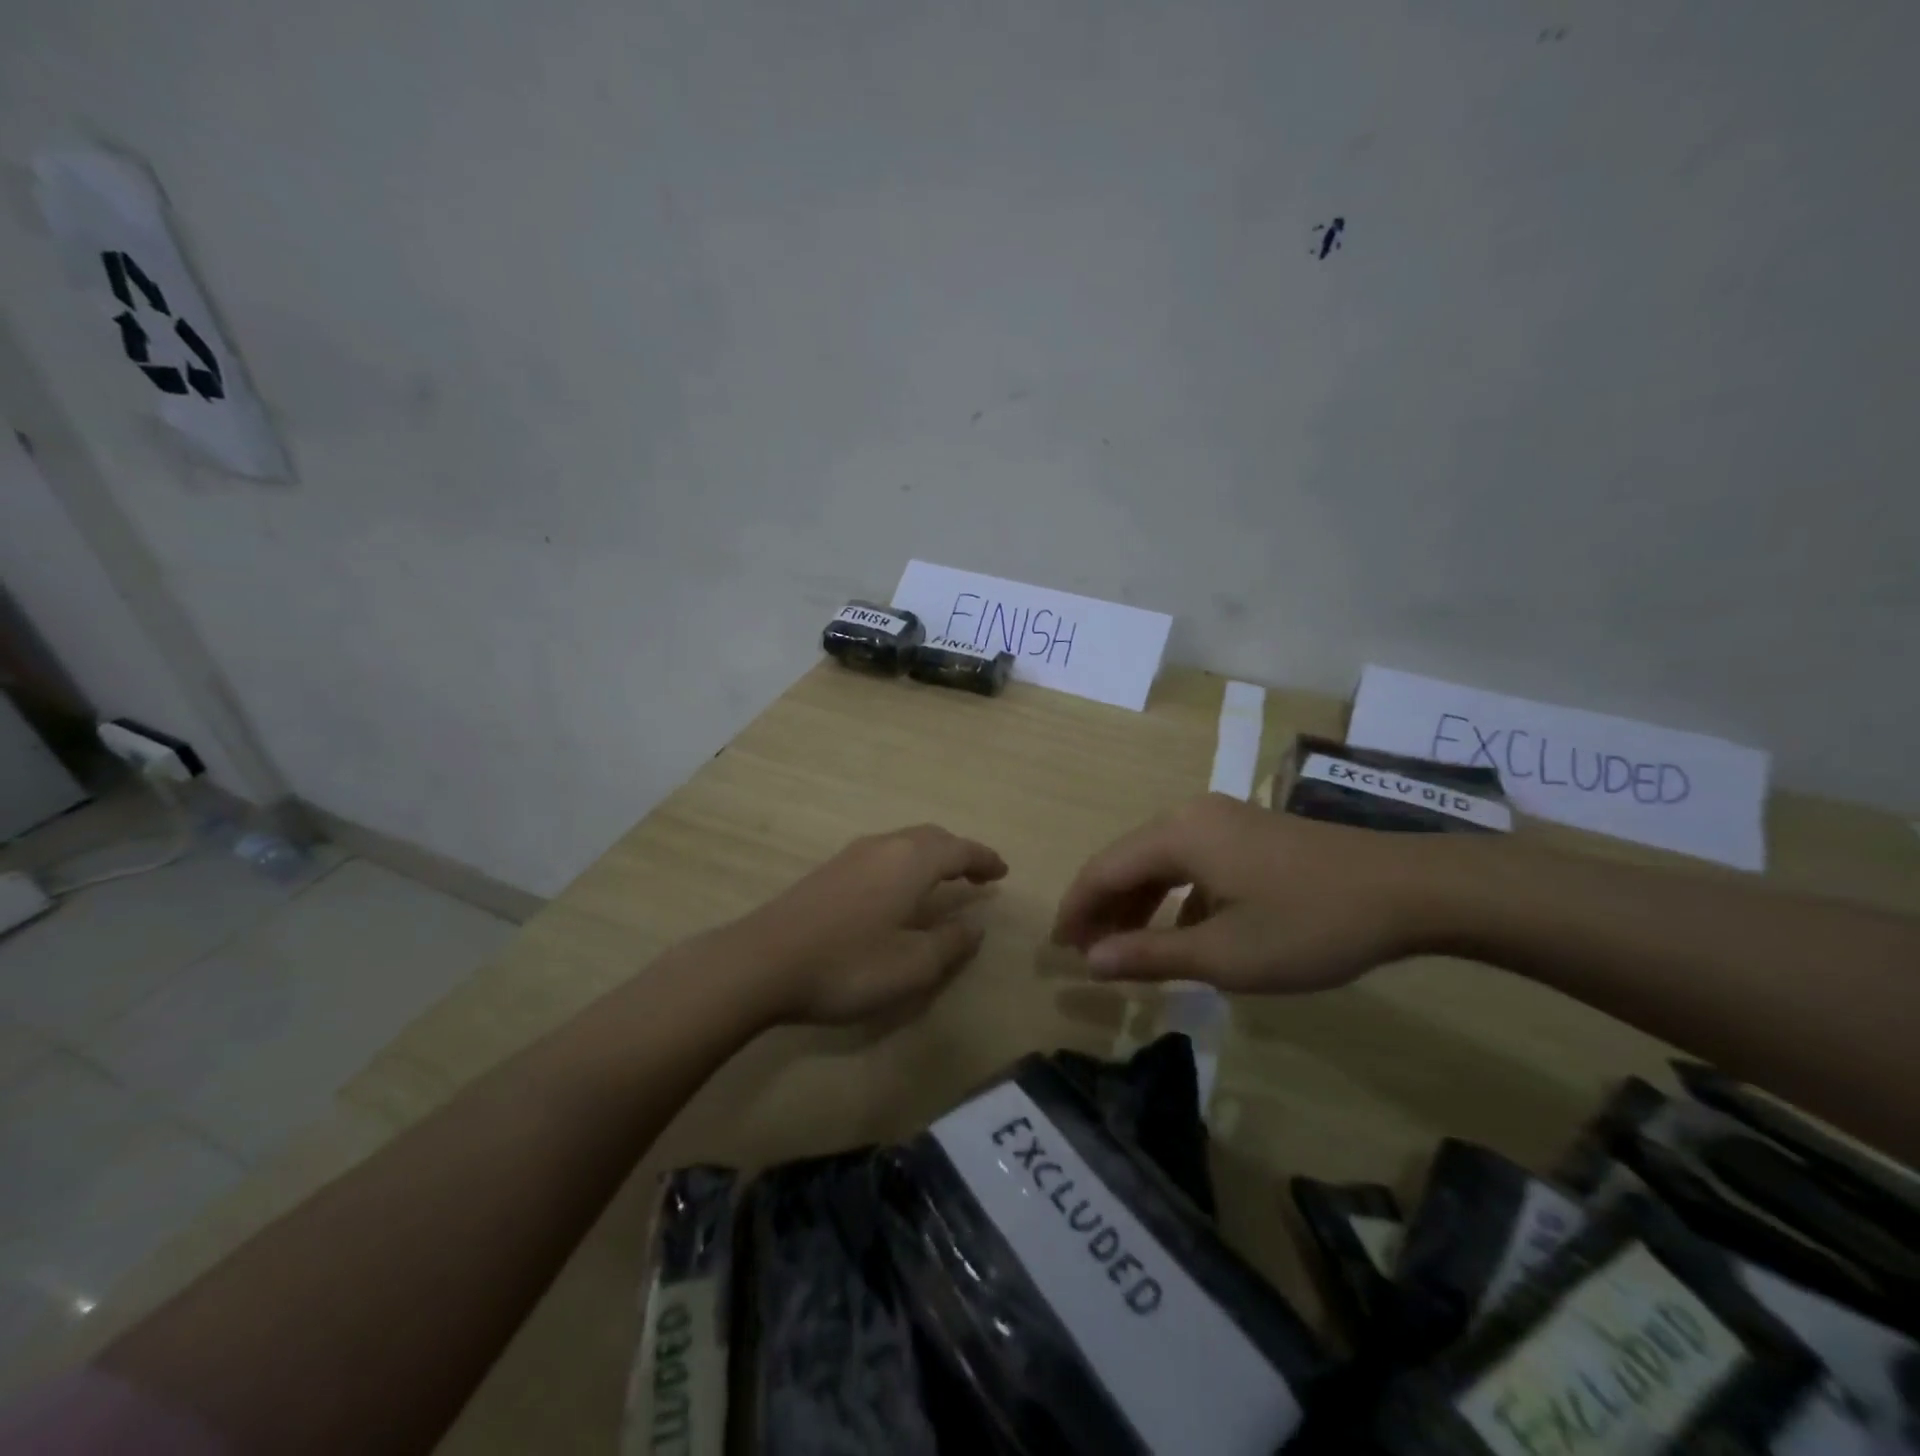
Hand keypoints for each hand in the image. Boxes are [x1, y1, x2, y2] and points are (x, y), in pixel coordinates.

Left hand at [721, 825, 1008, 1024]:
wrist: (761, 962)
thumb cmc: (847, 965)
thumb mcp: (911, 967)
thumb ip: (950, 944)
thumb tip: (975, 925)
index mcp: (911, 862)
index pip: (960, 850)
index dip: (985, 860)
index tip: (1003, 872)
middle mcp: (884, 846)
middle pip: (932, 837)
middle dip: (959, 852)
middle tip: (977, 874)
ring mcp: (852, 854)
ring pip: (904, 842)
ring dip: (931, 855)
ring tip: (943, 880)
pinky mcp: (829, 869)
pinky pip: (883, 853)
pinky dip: (906, 862)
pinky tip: (898, 889)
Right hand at [1050, 793, 1442, 991]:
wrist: (1408, 890)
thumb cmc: (1309, 924)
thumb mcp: (1225, 954)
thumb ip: (1150, 955)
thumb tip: (1091, 960)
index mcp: (1177, 835)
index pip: (1103, 870)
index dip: (1076, 909)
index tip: (1058, 948)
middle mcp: (1190, 816)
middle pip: (1128, 860)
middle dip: (1104, 907)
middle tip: (1087, 953)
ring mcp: (1223, 820)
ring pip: (1160, 861)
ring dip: (1138, 902)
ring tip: (1125, 946)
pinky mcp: (1248, 833)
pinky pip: (1191, 861)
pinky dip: (1175, 896)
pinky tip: (1183, 932)